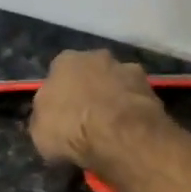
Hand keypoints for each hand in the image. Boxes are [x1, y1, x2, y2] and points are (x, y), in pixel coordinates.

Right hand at [28, 50, 167, 172]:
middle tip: (87, 120)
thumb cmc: (70, 129)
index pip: (58, 75)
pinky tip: (130, 132)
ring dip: (114, 100)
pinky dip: (132, 112)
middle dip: (89, 92)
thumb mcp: (39, 132)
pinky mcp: (151, 88)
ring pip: (116, 84)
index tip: (62, 116)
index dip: (60, 96)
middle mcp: (97, 56)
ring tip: (112, 129)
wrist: (119, 135)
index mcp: (64, 61)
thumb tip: (50, 119)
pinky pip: (135, 101)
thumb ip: (44, 118)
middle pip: (90, 74)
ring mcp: (127, 69)